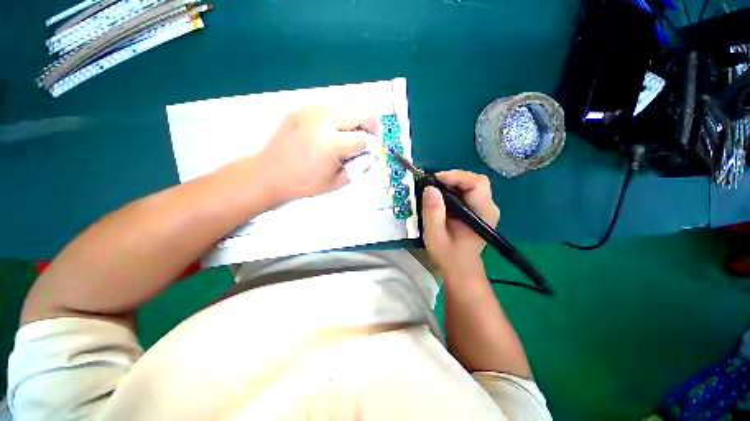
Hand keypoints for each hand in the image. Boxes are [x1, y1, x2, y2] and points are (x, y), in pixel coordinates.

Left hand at [256, 106, 377, 202]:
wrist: (270, 173)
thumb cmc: (304, 183)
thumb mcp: (336, 182)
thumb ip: (357, 167)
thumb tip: (368, 154)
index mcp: (332, 144)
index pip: (363, 139)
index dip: (370, 147)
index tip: (368, 152)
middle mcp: (324, 121)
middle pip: (361, 111)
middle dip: (370, 124)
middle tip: (368, 136)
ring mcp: (311, 111)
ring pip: (346, 103)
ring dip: (354, 117)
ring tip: (349, 132)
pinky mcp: (301, 109)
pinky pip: (328, 105)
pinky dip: (337, 115)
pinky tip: (331, 128)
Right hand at [421, 171, 499, 278]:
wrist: (460, 267)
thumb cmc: (448, 254)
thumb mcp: (435, 235)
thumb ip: (433, 213)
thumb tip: (430, 188)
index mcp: (483, 213)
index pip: (477, 183)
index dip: (457, 176)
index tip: (436, 179)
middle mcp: (488, 207)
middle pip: (475, 181)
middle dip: (453, 178)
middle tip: (433, 183)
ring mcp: (484, 207)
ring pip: (470, 184)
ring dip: (451, 183)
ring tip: (434, 189)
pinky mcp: (477, 208)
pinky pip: (466, 190)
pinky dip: (452, 189)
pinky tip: (440, 196)